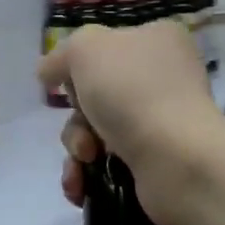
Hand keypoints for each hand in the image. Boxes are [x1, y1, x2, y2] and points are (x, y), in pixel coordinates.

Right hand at [35, 22, 224, 224]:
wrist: (176, 159)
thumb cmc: (132, 91)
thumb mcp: (86, 48)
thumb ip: (61, 55)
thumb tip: (48, 73)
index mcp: (158, 41)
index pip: (106, 46)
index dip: (79, 66)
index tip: (67, 82)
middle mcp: (163, 79)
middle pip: (96, 93)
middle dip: (77, 115)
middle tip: (85, 124)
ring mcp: (161, 123)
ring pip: (96, 130)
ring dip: (77, 146)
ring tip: (87, 158)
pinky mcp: (154, 162)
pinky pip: (106, 164)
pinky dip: (87, 174)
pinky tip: (81, 184)